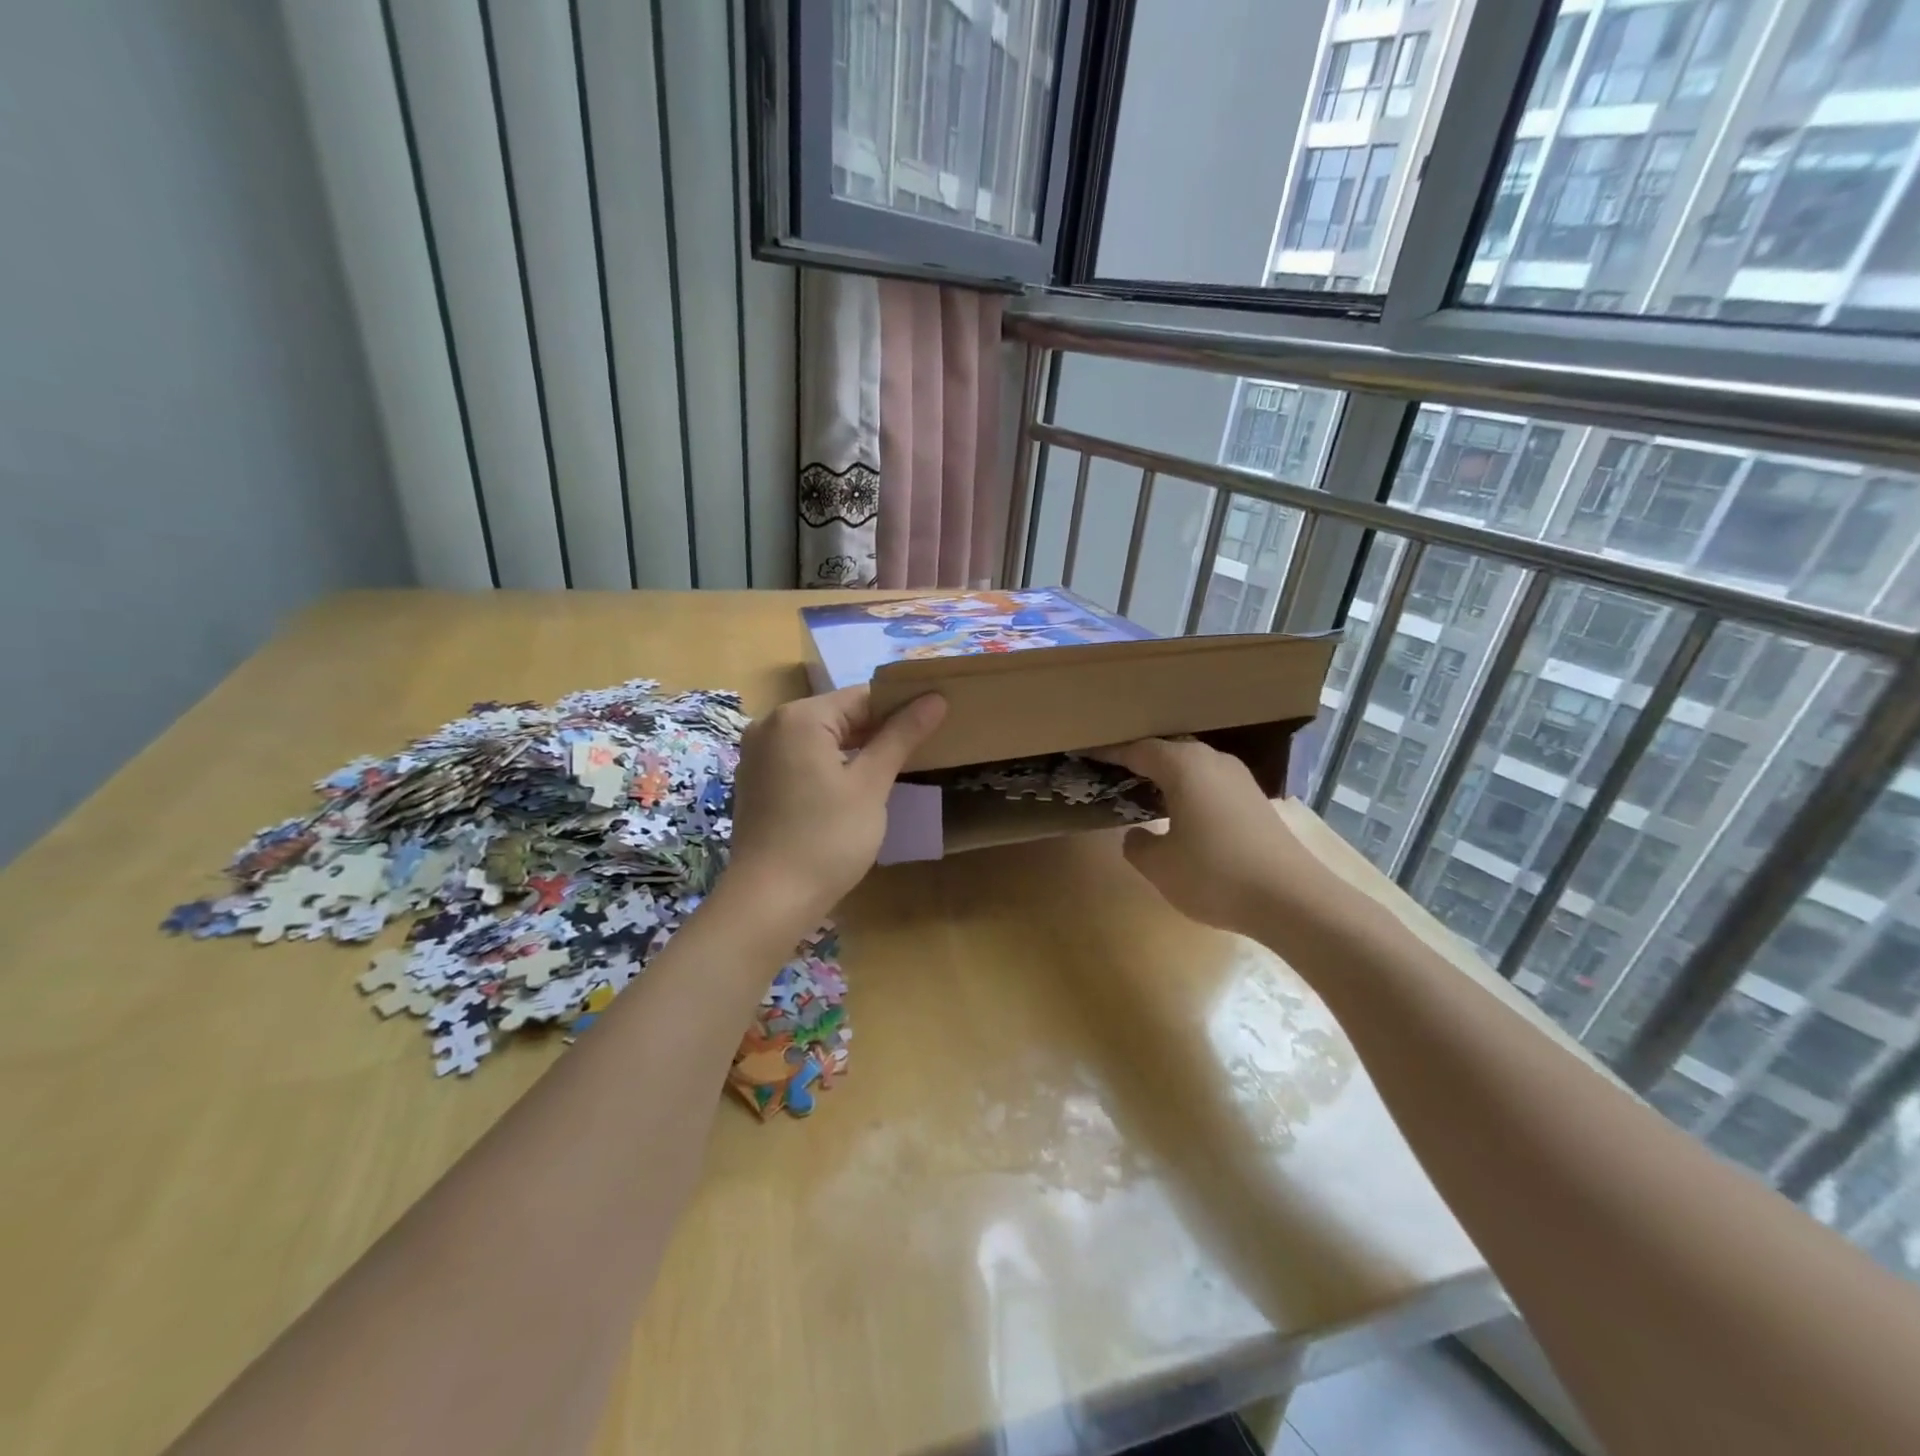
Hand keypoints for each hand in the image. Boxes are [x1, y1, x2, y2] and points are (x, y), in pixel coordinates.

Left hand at [725, 686, 946, 924]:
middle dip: (879, 729)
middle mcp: (771, 725)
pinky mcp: (756, 781)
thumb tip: (935, 698)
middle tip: (922, 746)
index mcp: (799, 717)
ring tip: (896, 766)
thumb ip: (901, 736)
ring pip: (820, 738)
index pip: (862, 697)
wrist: (769, 900)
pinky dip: (830, 765)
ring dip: (856, 748)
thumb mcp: (871, 784)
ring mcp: (758, 754)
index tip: (935, 720)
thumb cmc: (827, 838)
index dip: (902, 707)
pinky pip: (801, 758)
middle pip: (839, 715)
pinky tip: (855, 787)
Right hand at [1088, 737, 1329, 940]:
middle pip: (1167, 750)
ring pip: (1192, 765)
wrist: (1292, 899)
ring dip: (1166, 773)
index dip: (1109, 752)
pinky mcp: (1254, 799)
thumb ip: (1137, 845)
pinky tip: (1181, 811)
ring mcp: (1238, 778)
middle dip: (1139, 758)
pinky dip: (1189, 788)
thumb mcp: (1160, 866)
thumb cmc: (1215, 875)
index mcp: (1183, 766)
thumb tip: (1136, 835)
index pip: (1136, 750)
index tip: (1086, 753)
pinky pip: (1210, 781)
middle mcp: (1211, 761)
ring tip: (1142, 789)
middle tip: (1111, 771)